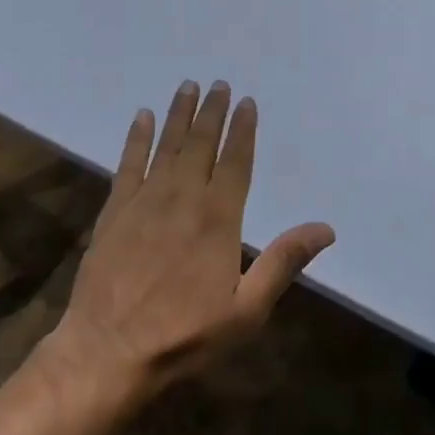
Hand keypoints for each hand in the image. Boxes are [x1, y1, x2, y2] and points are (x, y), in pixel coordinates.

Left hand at [45, 80, 335, 403]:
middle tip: (218, 83)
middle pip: (201, 144)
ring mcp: (145, 200)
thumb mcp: (246, 310)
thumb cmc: (184, 334)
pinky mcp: (115, 210)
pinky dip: (137, 137)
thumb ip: (283, 263)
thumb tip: (326, 228)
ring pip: (167, 146)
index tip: (246, 102)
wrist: (109, 351)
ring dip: (179, 114)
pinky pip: (128, 163)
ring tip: (188, 86)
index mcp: (218, 218)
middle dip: (212, 112)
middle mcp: (183, 197)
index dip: (242, 130)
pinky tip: (143, 117)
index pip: (235, 162)